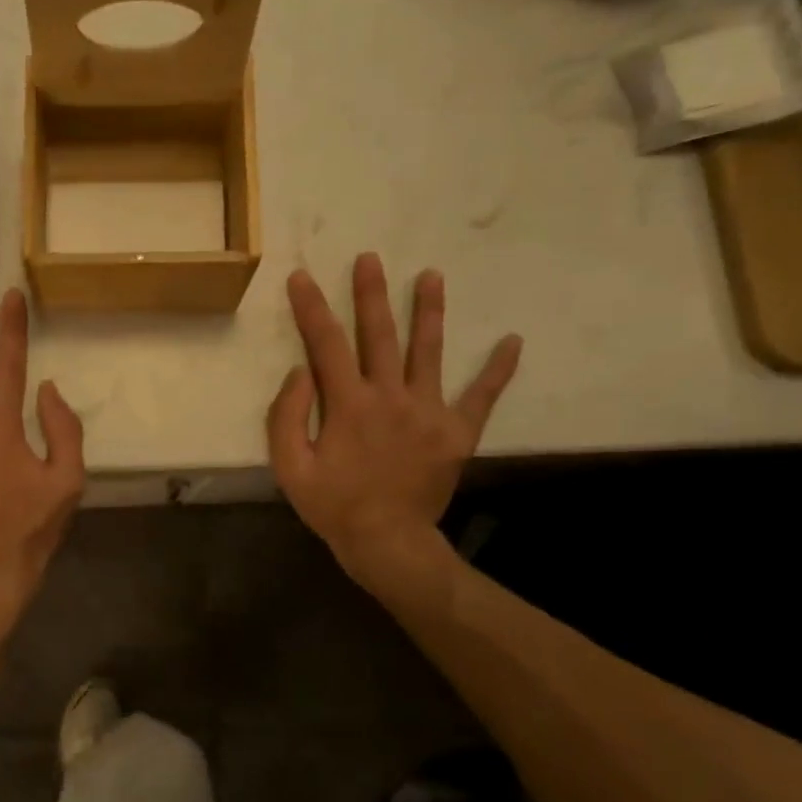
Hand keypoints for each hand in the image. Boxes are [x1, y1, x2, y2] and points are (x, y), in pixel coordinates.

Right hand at [268, 254, 520, 596]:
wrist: (388, 543)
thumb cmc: (333, 505)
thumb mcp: (290, 467)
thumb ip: (288, 416)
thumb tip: (301, 371)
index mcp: (348, 405)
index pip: (326, 344)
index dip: (311, 308)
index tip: (302, 277)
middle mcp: (391, 397)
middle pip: (379, 335)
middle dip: (371, 294)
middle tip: (370, 258)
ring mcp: (429, 412)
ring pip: (429, 352)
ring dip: (430, 312)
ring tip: (432, 276)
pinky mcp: (458, 432)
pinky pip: (482, 396)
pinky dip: (498, 370)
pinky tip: (513, 342)